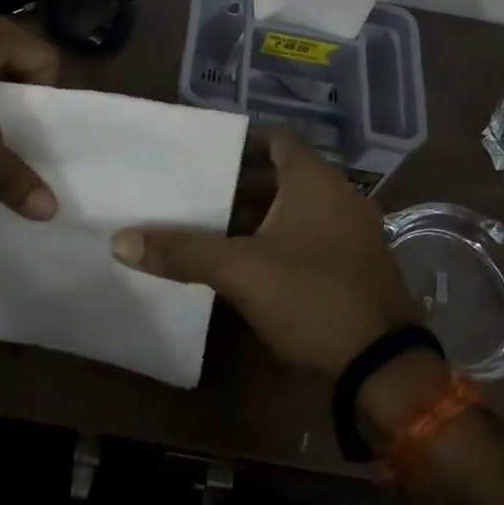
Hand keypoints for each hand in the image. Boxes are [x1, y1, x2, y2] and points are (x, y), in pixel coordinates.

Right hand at [111, 132, 416, 373]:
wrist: (382, 365)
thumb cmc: (311, 296)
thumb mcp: (240, 272)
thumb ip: (183, 252)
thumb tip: (121, 241)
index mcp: (315, 180)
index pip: (277, 139)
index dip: (242, 141)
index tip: (207, 153)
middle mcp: (340, 194)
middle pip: (285, 174)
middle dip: (243, 183)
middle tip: (201, 193)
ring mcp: (355, 230)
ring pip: (300, 207)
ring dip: (262, 214)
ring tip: (217, 228)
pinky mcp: (359, 263)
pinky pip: (314, 233)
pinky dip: (284, 237)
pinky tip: (254, 262)